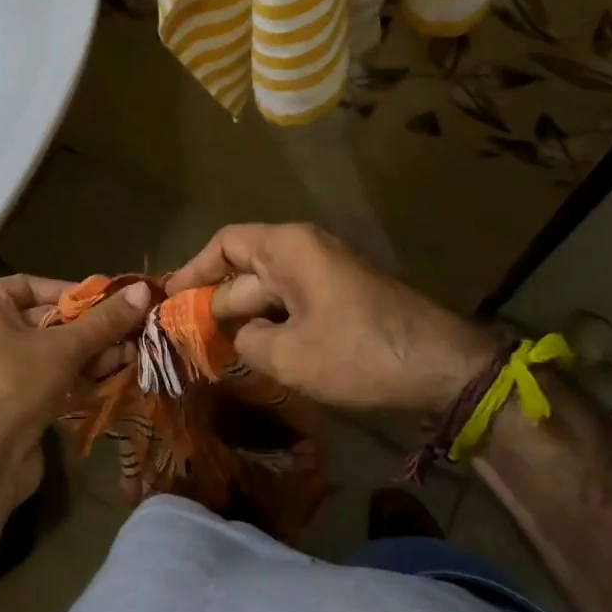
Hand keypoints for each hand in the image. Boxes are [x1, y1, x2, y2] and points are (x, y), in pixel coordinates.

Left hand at [0, 274, 152, 506]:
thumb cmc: (13, 383)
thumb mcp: (63, 347)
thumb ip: (104, 320)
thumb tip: (143, 289)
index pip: (35, 286)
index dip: (76, 293)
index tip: (115, 300)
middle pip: (48, 320)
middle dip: (92, 328)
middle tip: (134, 328)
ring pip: (53, 352)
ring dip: (93, 353)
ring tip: (133, 353)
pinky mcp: (13, 402)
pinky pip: (50, 379)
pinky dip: (80, 376)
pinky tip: (115, 375)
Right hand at [168, 224, 497, 412]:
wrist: (441, 366)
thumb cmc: (357, 351)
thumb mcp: (288, 354)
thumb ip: (246, 341)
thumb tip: (238, 335)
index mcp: (287, 248)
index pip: (225, 245)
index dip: (193, 271)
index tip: (170, 300)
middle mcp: (305, 250)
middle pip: (245, 270)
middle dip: (216, 303)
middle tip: (186, 338)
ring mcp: (327, 274)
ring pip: (269, 292)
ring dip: (245, 319)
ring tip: (216, 351)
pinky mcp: (342, 298)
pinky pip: (294, 305)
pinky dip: (272, 325)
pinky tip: (259, 356)